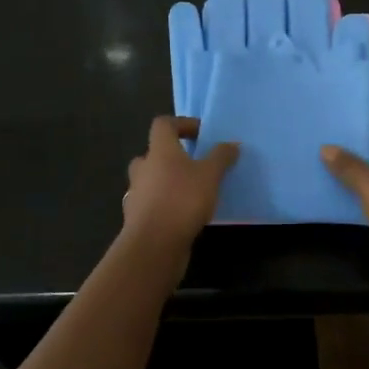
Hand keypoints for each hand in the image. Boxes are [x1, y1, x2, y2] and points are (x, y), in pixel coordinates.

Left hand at [122, 116, 239, 249]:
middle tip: (195, 165)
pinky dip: (165, 204)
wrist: (153, 245)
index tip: (201, 134)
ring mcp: (136, 193)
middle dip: (173, 156)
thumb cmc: (182, 200)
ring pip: (151, 179)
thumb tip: (232, 144)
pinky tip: (184, 215)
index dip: (182, 124)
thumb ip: (221, 157)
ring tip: (193, 192)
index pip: (163, 124)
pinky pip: (152, 203)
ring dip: (169, 182)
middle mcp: (143, 168)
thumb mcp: (210, 175)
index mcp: (158, 150)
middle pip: (154, 152)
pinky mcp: (137, 218)